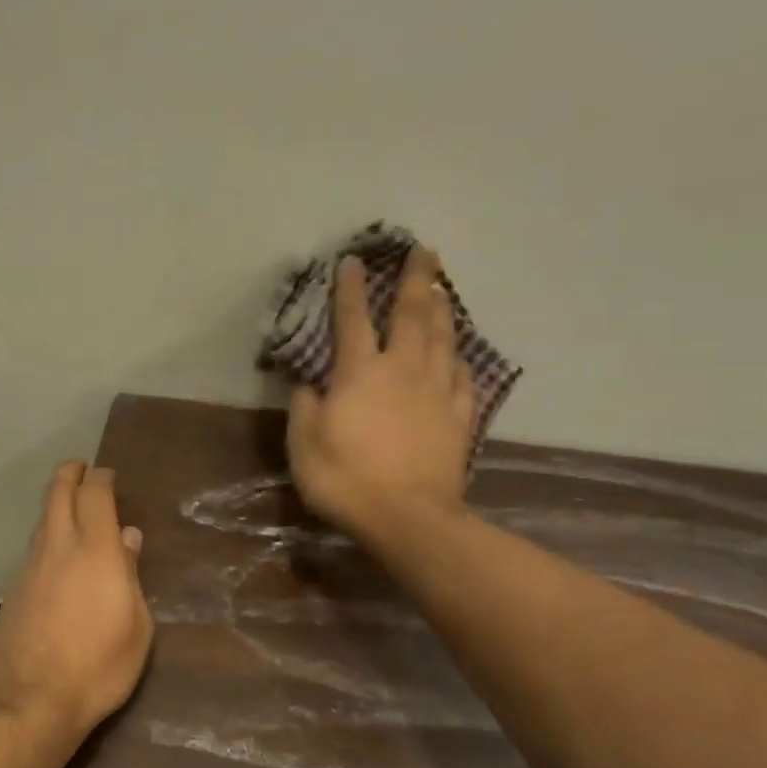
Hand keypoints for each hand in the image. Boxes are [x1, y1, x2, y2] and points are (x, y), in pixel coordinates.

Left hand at [0, 461, 154, 742]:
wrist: (31, 701)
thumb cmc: (100, 666)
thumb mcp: (137, 627)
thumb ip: (131, 576)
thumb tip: (129, 539)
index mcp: (97, 551)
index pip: (95, 495)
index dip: (101, 478)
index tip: (107, 475)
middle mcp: (60, 548)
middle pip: (58, 493)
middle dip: (70, 474)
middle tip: (81, 468)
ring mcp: (30, 566)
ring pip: (42, 519)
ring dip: (56, 503)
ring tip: (71, 505)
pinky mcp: (14, 588)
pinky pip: (34, 547)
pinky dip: (47, 535)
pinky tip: (57, 553)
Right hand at [287, 246, 476, 540]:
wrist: (407, 517)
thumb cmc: (346, 480)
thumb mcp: (304, 445)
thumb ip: (304, 408)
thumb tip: (309, 384)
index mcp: (360, 373)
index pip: (352, 319)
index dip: (350, 288)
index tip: (353, 260)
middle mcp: (402, 369)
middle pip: (411, 314)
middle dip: (415, 278)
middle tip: (424, 250)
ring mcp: (436, 391)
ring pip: (443, 337)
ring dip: (442, 307)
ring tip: (442, 286)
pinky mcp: (458, 416)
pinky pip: (462, 376)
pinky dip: (460, 357)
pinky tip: (460, 352)